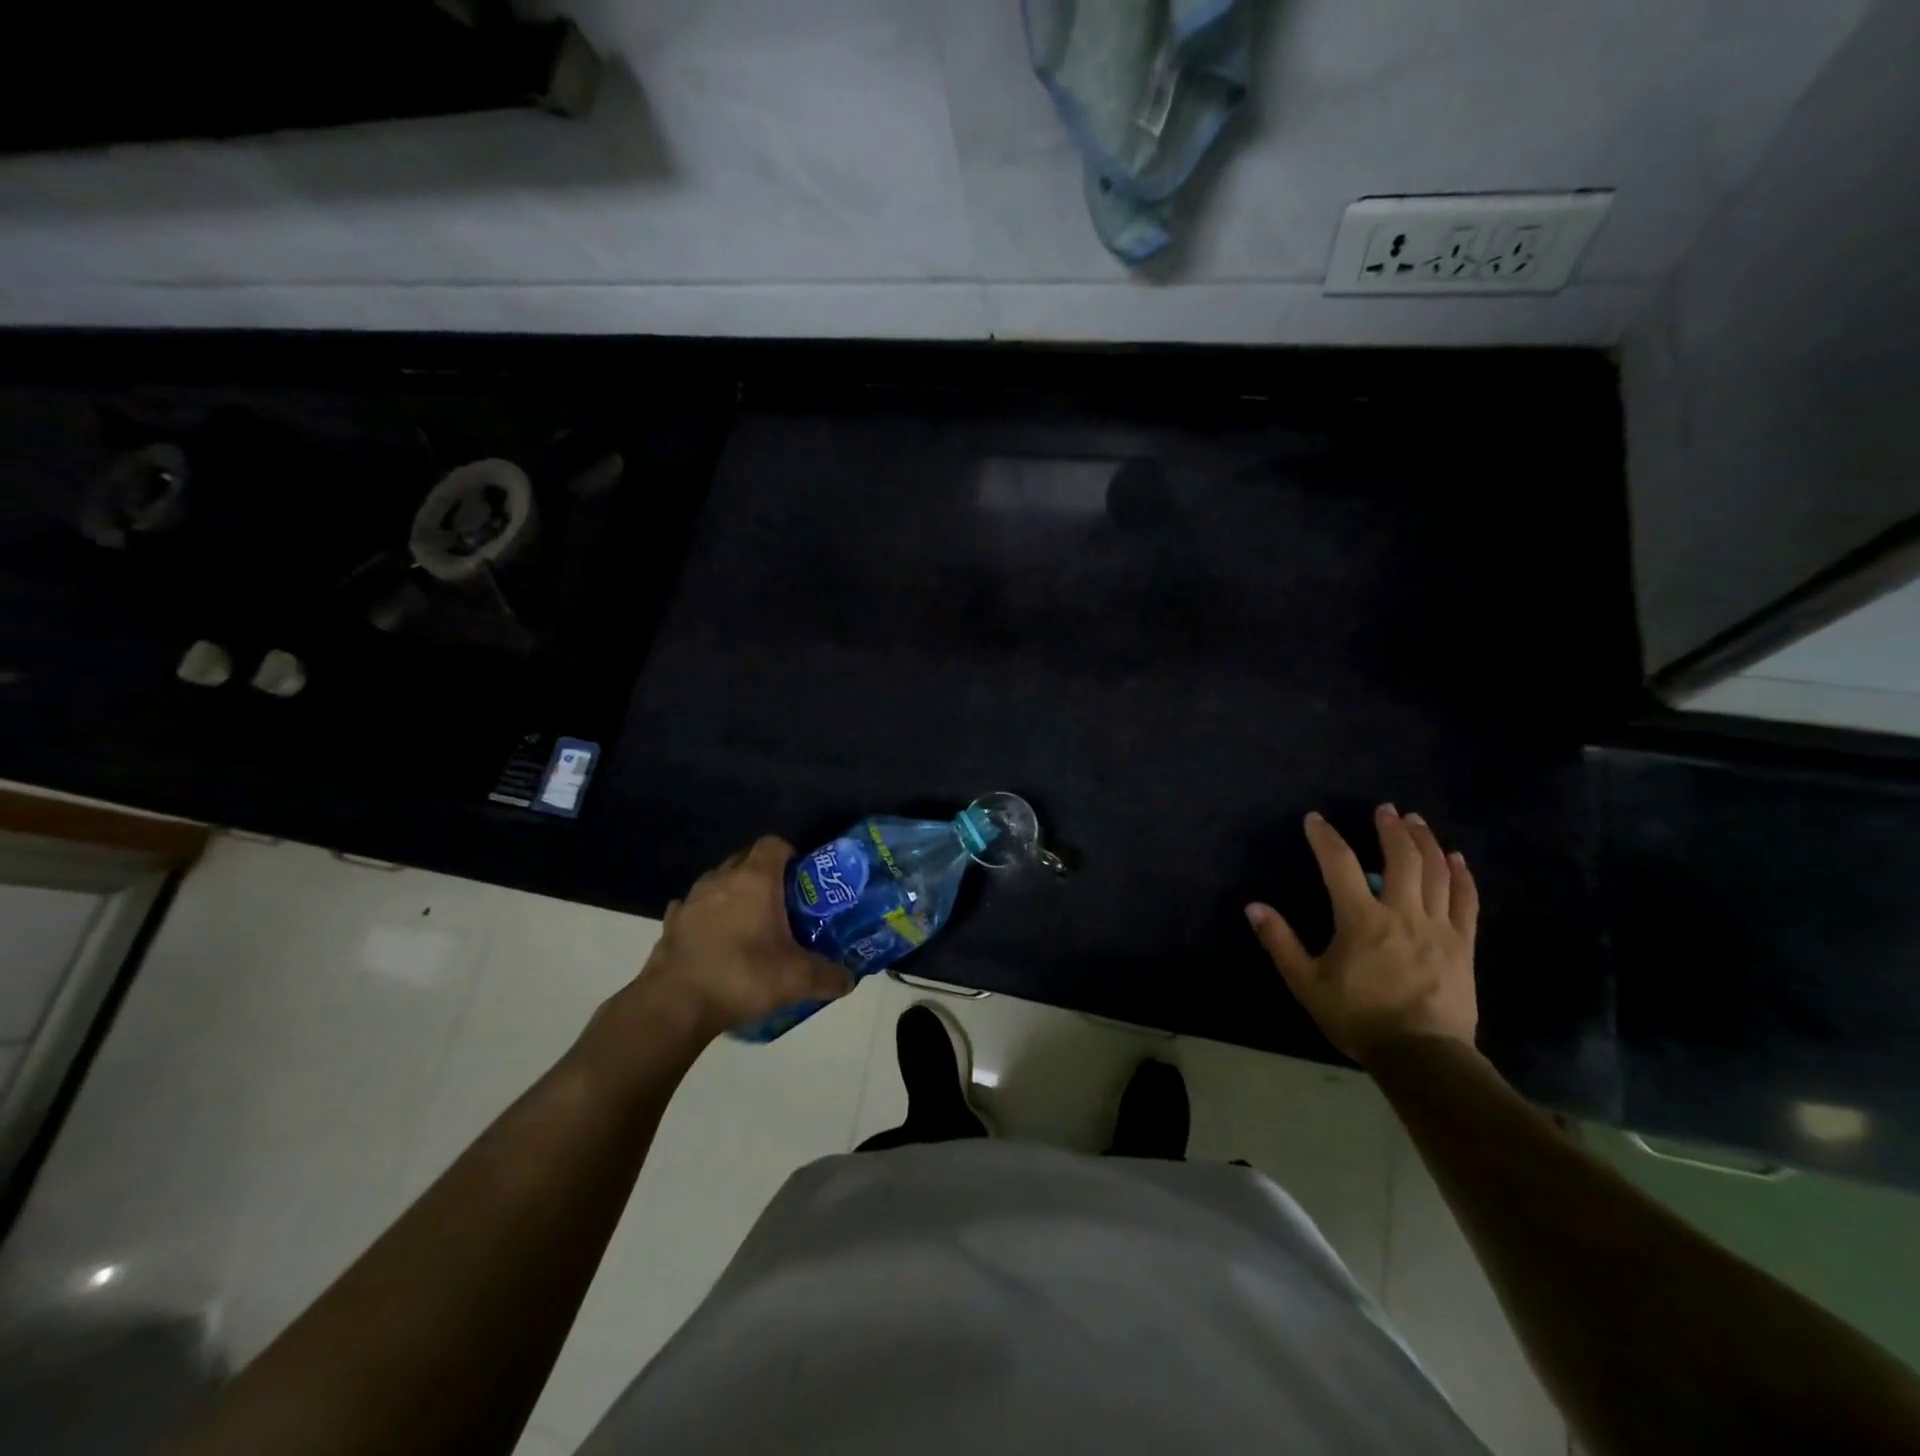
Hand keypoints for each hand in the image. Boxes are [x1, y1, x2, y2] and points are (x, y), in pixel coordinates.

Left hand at [635, 837, 852, 1042]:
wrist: (675, 1005)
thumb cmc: (742, 977)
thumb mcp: (797, 980)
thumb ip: (829, 976)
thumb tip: (849, 980)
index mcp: (755, 879)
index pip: (774, 844)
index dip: (790, 855)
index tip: (802, 880)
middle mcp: (721, 879)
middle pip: (746, 859)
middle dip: (764, 875)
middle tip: (782, 904)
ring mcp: (691, 899)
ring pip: (718, 882)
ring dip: (733, 894)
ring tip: (748, 923)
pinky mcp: (670, 923)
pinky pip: (693, 908)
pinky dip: (705, 917)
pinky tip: (714, 940)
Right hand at [1245, 805, 1478, 1065]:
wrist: (1422, 1055)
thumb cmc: (1358, 1017)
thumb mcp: (1306, 983)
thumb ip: (1280, 942)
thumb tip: (1253, 907)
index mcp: (1361, 920)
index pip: (1339, 864)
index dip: (1326, 837)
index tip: (1315, 819)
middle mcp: (1402, 913)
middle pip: (1401, 858)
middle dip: (1391, 829)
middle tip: (1385, 809)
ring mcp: (1438, 927)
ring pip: (1437, 872)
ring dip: (1425, 841)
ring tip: (1416, 822)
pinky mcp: (1463, 944)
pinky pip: (1467, 901)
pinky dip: (1462, 875)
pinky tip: (1457, 859)